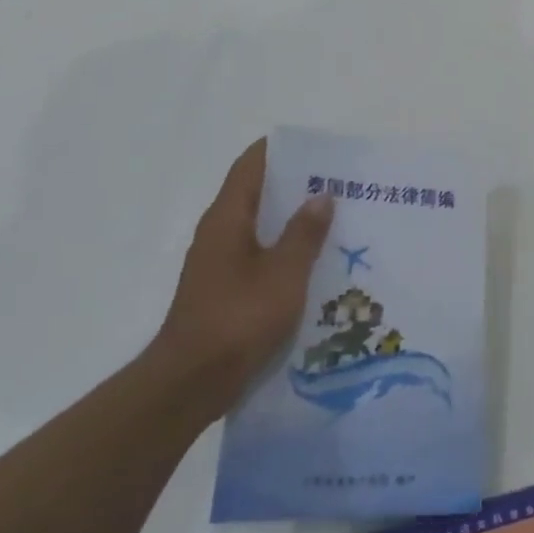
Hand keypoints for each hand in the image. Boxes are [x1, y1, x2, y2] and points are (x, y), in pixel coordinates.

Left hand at [151, 138, 333, 417]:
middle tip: (342, 185)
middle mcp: (219, 233)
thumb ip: (304, 233)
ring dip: (294, 221)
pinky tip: (318, 263)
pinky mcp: (226, 289)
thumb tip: (321, 195)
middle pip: (258, 194)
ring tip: (338, 220)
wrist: (191, 383)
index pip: (251, 166)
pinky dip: (287, 250)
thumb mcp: (284, 274)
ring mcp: (220, 263)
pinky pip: (261, 256)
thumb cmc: (238, 320)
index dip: (281, 151)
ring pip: (262, 228)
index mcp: (227, 219)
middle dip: (297, 186)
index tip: (319, 149)